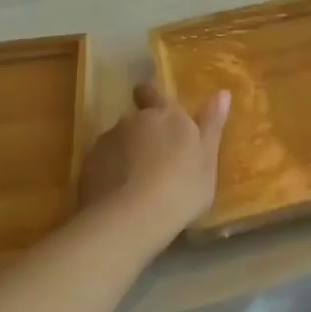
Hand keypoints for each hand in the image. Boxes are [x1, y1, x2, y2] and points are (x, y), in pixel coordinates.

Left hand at [78, 82, 230, 240]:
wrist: (131, 218)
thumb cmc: (182, 187)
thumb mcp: (207, 159)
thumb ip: (212, 124)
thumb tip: (222, 92)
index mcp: (167, 115)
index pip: (153, 92)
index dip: (151, 95)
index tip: (150, 101)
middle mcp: (134, 120)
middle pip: (137, 120)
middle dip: (143, 133)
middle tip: (155, 159)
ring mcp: (107, 141)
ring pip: (118, 141)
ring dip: (126, 153)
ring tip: (137, 182)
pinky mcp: (88, 165)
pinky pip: (102, 163)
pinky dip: (110, 173)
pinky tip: (120, 195)